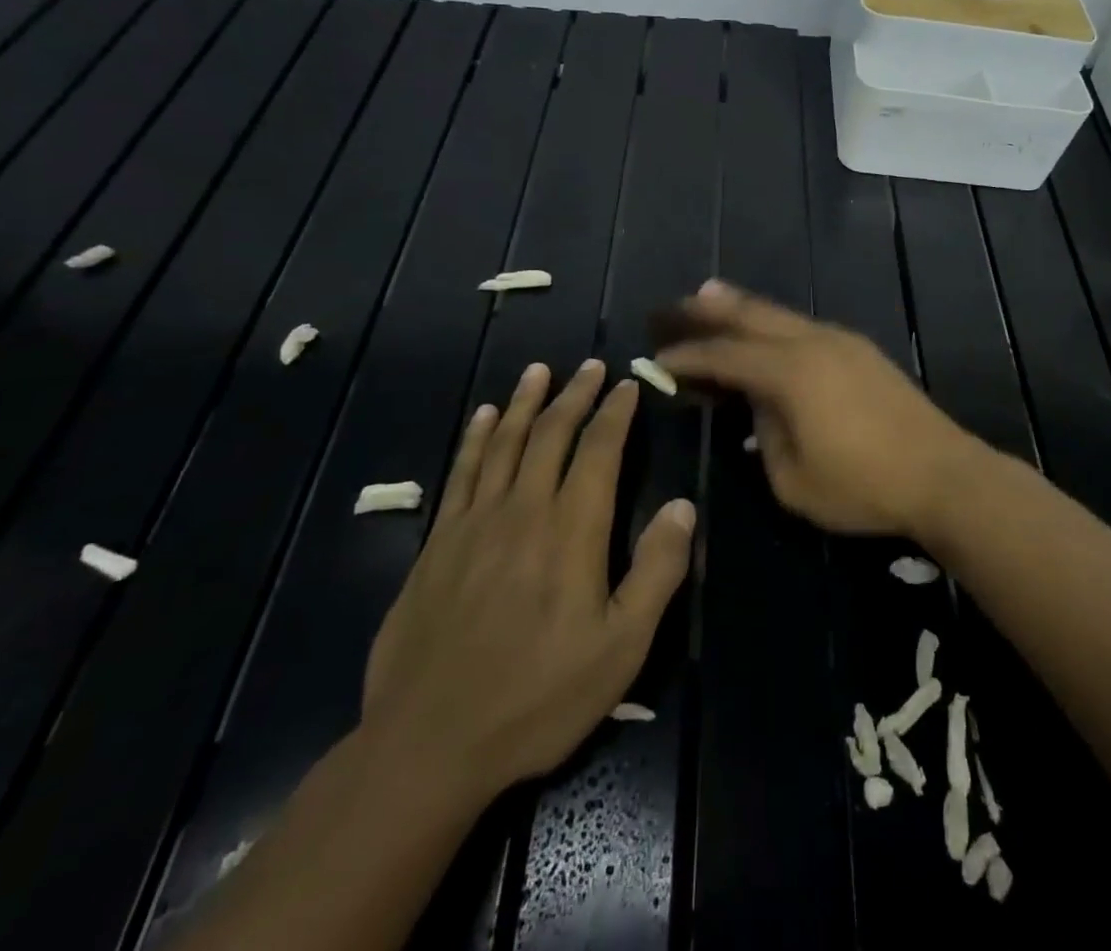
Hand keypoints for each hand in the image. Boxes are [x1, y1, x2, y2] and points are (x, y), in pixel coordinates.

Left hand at [362, 360, 694, 813]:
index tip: (627, 383)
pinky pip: (461, 472)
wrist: (429, 743)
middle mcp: (524, 510)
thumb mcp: (621, 648)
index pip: (599, 451)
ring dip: (525, 402)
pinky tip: (483, 417)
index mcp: (571, 531)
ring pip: (504, 443)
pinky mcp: (437, 543)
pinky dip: (476, 438)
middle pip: (552, 434)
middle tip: (591, 366)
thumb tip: (682, 505)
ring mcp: (474, 523)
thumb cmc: (538, 698)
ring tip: (539, 371)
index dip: (615, 413)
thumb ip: (656, 571)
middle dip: (575, 395)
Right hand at [655, 281, 992, 537]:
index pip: (724, 356)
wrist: (943, 474)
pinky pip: (805, 326)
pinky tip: (767, 334)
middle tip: (674, 306)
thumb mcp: (794, 481)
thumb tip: (760, 408)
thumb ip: (764, 437)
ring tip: (711, 297)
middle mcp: (813, 343)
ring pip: (781, 314)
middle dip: (708, 309)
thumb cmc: (863, 486)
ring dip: (743, 308)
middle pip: (751, 315)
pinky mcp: (862, 350)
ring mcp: (842, 341)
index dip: (687, 356)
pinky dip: (775, 324)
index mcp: (790, 373)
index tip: (657, 357)